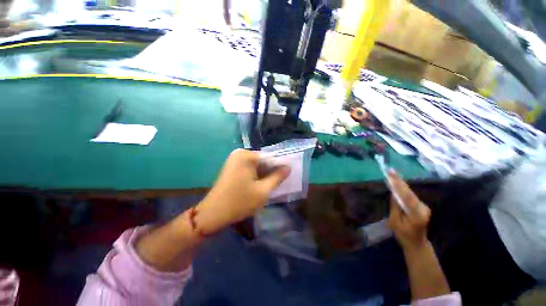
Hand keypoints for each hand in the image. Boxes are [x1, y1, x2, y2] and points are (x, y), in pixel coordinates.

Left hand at [194, 149, 290, 234]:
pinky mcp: (233, 168)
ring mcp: (235, 161)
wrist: (213, 214)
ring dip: (265, 174)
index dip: (280, 166)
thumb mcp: (263, 190)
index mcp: (246, 156)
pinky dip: (258, 176)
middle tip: (283, 181)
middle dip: (272, 171)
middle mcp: (240, 154)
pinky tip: (264, 184)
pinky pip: (250, 169)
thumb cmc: (240, 202)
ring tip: (275, 184)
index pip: (270, 157)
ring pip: (257, 166)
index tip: (289, 174)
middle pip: (263, 161)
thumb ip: (277, 177)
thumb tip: (288, 168)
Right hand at [387, 171, 430, 250]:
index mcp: (417, 214)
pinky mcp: (422, 206)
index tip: (391, 175)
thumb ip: (395, 207)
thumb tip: (393, 193)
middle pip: (409, 192)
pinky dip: (403, 189)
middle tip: (391, 171)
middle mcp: (423, 208)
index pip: (407, 196)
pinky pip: (411, 196)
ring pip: (410, 193)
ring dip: (401, 184)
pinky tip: (398, 183)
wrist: (417, 243)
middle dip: (399, 181)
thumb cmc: (404, 235)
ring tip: (392, 174)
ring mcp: (424, 207)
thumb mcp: (395, 222)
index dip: (398, 185)